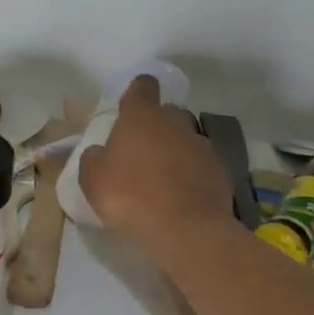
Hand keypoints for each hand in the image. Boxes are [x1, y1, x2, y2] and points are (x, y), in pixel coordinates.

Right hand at [79, 75, 234, 258]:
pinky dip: (192, 175)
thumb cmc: (130, 195)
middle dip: (156, 126)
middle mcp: (175, 122)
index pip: (143, 86)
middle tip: (141, 151)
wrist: (184, 228)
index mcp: (142, 116)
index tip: (130, 106)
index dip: (137, 92)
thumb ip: (94, 158)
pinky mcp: (220, 170)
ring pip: (186, 139)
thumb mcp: (93, 179)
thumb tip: (100, 152)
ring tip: (162, 180)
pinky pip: (201, 165)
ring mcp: (202, 145)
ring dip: (175, 152)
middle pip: (167, 113)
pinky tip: (182, 197)